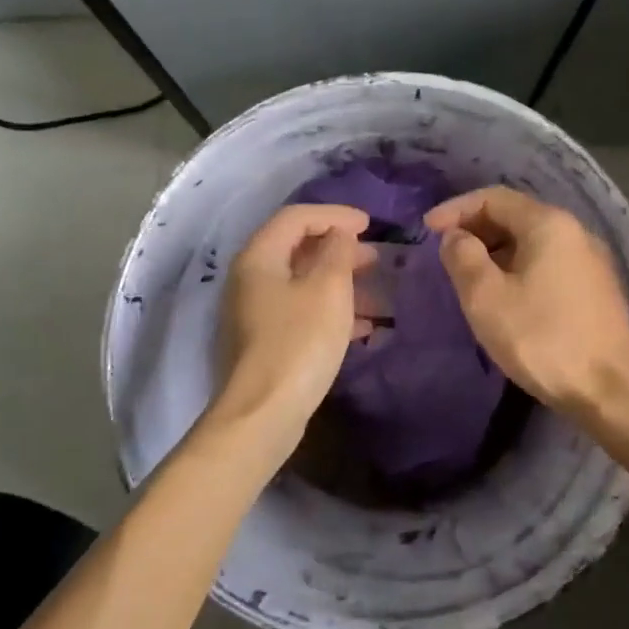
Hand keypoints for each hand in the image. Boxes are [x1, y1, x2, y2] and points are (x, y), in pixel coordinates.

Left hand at [213, 203, 375, 440]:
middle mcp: (250, 279)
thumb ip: (337, 252)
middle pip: (297, 249)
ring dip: (341, 283)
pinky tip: (363, 327)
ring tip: (378, 294)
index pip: (296, 217)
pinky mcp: (266, 342)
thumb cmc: (299, 342)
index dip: (334, 215)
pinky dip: (331, 311)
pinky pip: (302, 312)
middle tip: (375, 258)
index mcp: (259, 257)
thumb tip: (339, 235)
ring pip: (303, 283)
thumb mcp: (328, 289)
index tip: (369, 225)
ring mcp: (255, 312)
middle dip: (340, 250)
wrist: (263, 413)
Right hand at [424, 186, 628, 416]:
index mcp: (549, 224)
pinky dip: (518, 268)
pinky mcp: (596, 290)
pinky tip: (505, 296)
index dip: (456, 208)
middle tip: (446, 253)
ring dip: (496, 250)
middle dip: (476, 228)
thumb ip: (463, 257)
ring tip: (469, 276)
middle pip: (516, 216)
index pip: (494, 197)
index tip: (427, 230)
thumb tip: (456, 237)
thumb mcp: (486, 297)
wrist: (611, 391)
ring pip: (533, 242)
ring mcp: (591, 262)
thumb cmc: (542, 338)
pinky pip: (548, 263)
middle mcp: (576, 232)